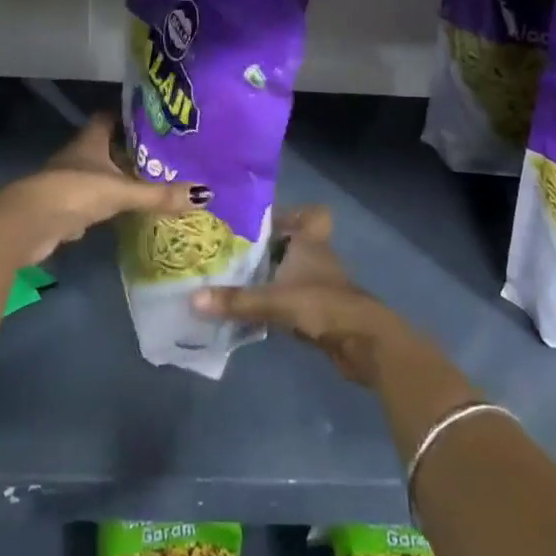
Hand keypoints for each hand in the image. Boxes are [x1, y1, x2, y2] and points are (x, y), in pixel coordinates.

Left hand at [0, 113, 205, 264]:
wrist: (29, 224)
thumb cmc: (75, 191)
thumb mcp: (122, 191)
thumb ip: (159, 194)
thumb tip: (205, 194)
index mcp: (90, 140)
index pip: (109, 116)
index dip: (128, 115)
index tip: (153, 118)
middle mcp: (79, 155)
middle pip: (107, 145)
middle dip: (130, 149)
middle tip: (163, 152)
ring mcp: (69, 181)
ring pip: (100, 173)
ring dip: (120, 177)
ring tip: (152, 180)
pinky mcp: (65, 207)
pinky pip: (92, 200)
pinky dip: (108, 204)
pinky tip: (127, 210)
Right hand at [192, 207, 402, 386]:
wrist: (362, 343)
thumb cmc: (321, 304)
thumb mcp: (274, 300)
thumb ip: (236, 300)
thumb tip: (194, 299)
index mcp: (309, 241)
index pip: (309, 214)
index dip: (288, 213)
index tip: (255, 220)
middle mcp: (315, 256)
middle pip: (292, 242)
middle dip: (266, 246)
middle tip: (231, 250)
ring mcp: (319, 284)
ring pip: (290, 269)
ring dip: (268, 274)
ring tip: (233, 278)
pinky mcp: (319, 309)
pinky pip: (291, 296)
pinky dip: (274, 299)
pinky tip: (251, 309)